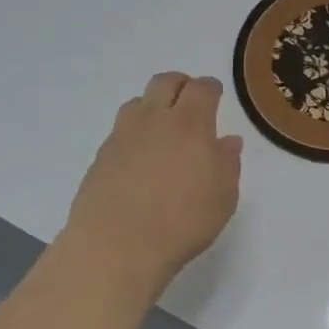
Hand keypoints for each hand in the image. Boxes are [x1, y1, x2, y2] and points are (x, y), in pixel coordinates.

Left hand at [62, 72, 242, 291]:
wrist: (116, 245)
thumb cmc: (182, 223)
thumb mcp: (222, 199)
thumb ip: (227, 165)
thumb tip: (228, 142)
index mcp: (190, 124)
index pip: (202, 89)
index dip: (211, 88)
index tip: (215, 95)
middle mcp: (154, 120)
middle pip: (165, 82)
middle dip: (180, 85)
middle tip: (189, 101)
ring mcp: (122, 135)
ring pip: (137, 102)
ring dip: (152, 106)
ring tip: (161, 129)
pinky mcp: (101, 156)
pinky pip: (120, 130)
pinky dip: (133, 134)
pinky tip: (139, 158)